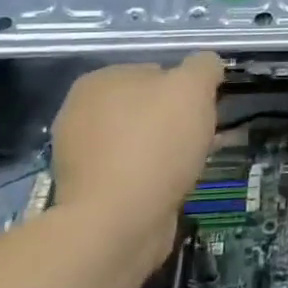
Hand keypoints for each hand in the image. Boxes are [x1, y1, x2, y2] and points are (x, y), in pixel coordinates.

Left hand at [51, 55, 221, 274]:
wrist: (117, 223)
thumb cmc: (155, 144)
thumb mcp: (193, 87)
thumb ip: (203, 66)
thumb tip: (207, 65)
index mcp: (99, 81)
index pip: (156, 71)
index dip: (187, 89)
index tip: (205, 110)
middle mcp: (80, 113)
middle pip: (148, 107)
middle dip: (177, 120)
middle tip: (203, 138)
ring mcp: (80, 155)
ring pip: (141, 141)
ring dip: (168, 150)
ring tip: (192, 166)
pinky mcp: (88, 191)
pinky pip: (132, 172)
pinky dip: (153, 177)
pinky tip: (172, 188)